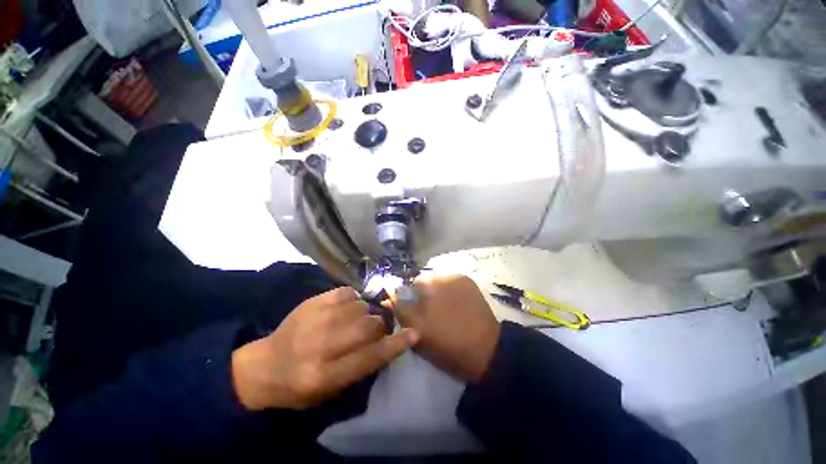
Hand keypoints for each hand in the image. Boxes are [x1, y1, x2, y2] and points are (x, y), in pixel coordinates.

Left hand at [231, 287, 419, 410]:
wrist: (264, 366)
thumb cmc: (299, 386)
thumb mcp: (330, 391)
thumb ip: (362, 367)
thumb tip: (388, 341)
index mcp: (324, 375)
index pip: (370, 356)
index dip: (396, 344)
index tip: (415, 333)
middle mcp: (320, 344)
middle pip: (368, 326)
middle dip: (378, 327)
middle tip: (373, 330)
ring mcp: (315, 318)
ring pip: (360, 307)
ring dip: (364, 314)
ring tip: (353, 320)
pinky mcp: (312, 301)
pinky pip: (347, 292)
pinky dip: (352, 300)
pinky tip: (345, 308)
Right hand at [386, 275, 499, 382]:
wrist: (485, 350)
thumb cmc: (446, 344)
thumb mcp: (416, 331)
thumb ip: (400, 310)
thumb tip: (387, 297)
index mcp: (427, 285)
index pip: (408, 284)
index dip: (409, 298)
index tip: (415, 311)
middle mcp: (441, 274)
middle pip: (424, 280)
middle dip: (423, 293)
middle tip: (430, 311)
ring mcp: (457, 276)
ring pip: (438, 280)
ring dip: (437, 290)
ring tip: (444, 308)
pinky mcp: (469, 281)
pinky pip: (452, 281)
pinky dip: (450, 289)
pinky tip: (456, 304)